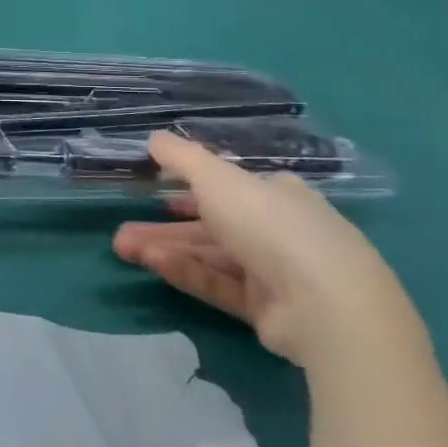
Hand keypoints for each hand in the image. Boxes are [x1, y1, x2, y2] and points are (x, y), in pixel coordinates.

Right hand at [113, 134, 416, 367]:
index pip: (230, 187)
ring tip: (123, 248)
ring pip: (209, 256)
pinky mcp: (266, 309)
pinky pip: (218, 284)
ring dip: (166, 249)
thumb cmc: (270, 225)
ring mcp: (274, 272)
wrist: (325, 304)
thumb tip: (153, 137)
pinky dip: (186, 272)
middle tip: (122, 232)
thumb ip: (182, 158)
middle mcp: (278, 230)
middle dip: (164, 227)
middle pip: (211, 225)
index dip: (191, 188)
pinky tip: (153, 264)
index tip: (155, 192)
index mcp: (276, 194)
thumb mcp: (217, 179)